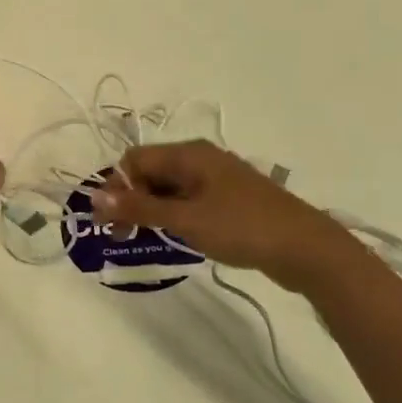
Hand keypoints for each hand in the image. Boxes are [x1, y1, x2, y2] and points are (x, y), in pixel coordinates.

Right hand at [89, 140, 344, 293]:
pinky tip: (173, 237)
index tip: (107, 222)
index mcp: (190, 154)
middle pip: (151, 172)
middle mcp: (201, 159)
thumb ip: (140, 207)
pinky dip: (173, 216)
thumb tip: (96, 197)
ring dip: (150, 210)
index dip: (116, 187)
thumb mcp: (185, 219)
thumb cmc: (241, 227)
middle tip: (120, 235)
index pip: (135, 160)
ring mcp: (217, 180)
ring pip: (169, 188)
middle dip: (131, 199)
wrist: (305, 248)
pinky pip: (188, 201)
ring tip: (142, 238)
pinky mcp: (229, 200)